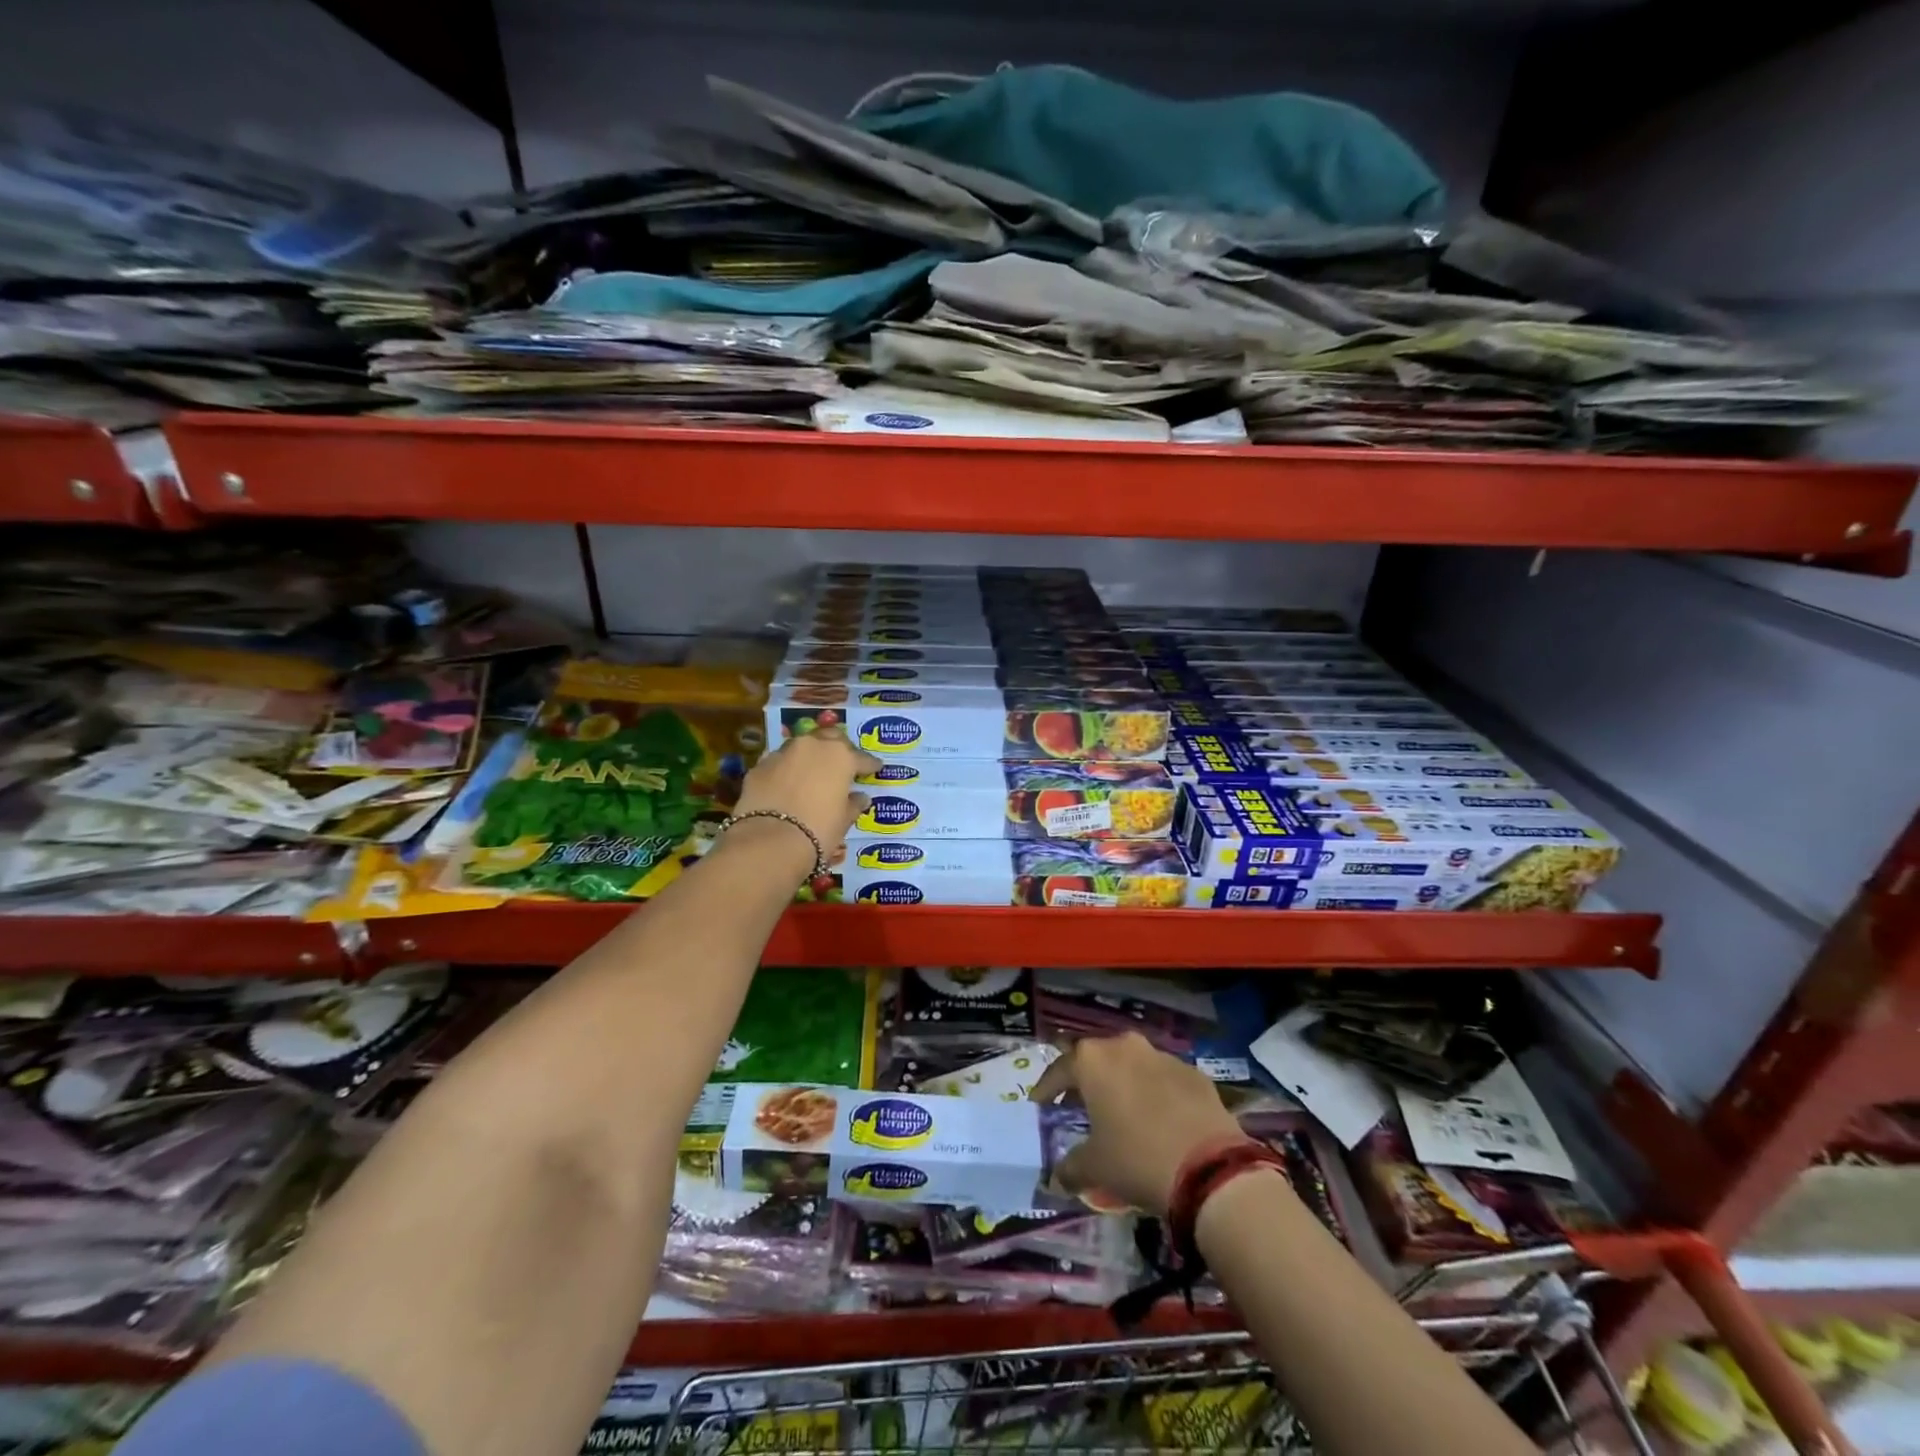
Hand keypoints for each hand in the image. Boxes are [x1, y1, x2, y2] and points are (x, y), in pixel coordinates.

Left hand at [727, 725, 880, 872]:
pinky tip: (787, 784)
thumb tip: (860, 797)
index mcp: (840, 756)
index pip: (862, 758)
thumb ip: (853, 804)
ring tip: (813, 773)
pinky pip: (779, 763)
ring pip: (801, 747)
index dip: (870, 765)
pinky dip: (786, 770)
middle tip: (844, 763)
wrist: (769, 842)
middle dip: (839, 748)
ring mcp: (782, 753)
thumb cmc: (818, 830)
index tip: (876, 768)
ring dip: (810, 756)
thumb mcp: (843, 820)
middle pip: (830, 737)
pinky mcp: (759, 767)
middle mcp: (812, 746)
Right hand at [1031, 1033, 1245, 1216]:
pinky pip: (1163, 1078)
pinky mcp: (1193, 1073)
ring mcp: (1162, 1056)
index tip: (1039, 1101)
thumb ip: (1070, 1167)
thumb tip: (1058, 1177)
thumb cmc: (1136, 1159)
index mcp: (1093, 1060)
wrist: (1210, 1169)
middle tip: (1078, 1102)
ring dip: (1122, 1082)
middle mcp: (1125, 1046)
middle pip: (1097, 1058)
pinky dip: (1154, 1092)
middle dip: (1086, 1079)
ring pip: (1132, 1064)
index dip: (1046, 1086)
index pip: (1059, 1068)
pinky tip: (1157, 1118)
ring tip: (1119, 1110)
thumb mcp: (1095, 1167)